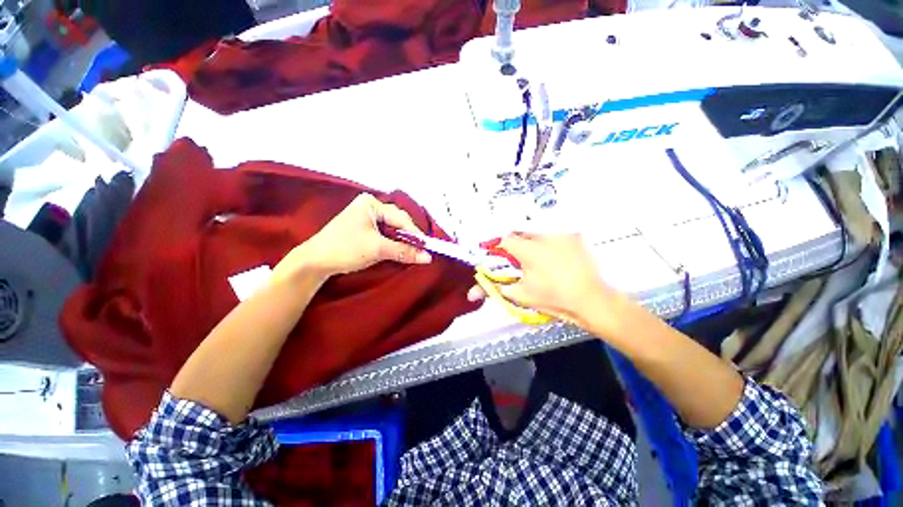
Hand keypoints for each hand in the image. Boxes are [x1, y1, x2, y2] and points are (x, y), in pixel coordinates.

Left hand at [275, 193, 430, 279]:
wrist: (315, 261)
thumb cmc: (345, 249)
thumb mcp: (378, 249)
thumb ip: (404, 251)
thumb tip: (428, 257)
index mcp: (370, 203)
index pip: (400, 218)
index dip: (415, 233)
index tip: (427, 247)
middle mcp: (369, 206)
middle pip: (397, 221)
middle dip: (409, 236)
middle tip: (421, 250)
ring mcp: (366, 217)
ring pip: (392, 228)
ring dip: (402, 240)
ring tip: (413, 251)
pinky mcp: (364, 228)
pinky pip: (385, 233)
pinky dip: (394, 242)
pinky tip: (400, 249)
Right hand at [467, 233, 620, 327]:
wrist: (592, 300)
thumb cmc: (554, 298)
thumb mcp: (521, 294)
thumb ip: (493, 290)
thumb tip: (471, 295)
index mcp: (527, 249)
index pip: (504, 239)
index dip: (501, 248)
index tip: (504, 258)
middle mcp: (542, 234)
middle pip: (519, 232)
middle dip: (517, 244)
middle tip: (522, 260)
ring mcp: (561, 232)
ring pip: (536, 230)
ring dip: (533, 241)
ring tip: (540, 259)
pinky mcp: (574, 234)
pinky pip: (553, 231)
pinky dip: (549, 240)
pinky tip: (555, 255)